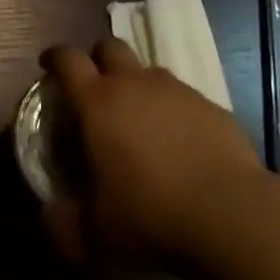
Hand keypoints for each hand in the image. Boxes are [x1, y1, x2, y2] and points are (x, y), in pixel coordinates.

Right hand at [43, 38, 264, 265]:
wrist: (231, 214)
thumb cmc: (151, 215)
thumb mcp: (97, 232)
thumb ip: (66, 223)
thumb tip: (50, 218)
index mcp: (98, 102)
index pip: (67, 59)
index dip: (54, 57)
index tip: (48, 64)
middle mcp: (134, 83)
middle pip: (109, 47)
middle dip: (97, 59)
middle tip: (95, 87)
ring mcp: (175, 90)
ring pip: (148, 70)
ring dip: (138, 84)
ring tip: (140, 118)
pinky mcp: (210, 105)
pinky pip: (183, 96)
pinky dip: (173, 110)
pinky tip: (180, 142)